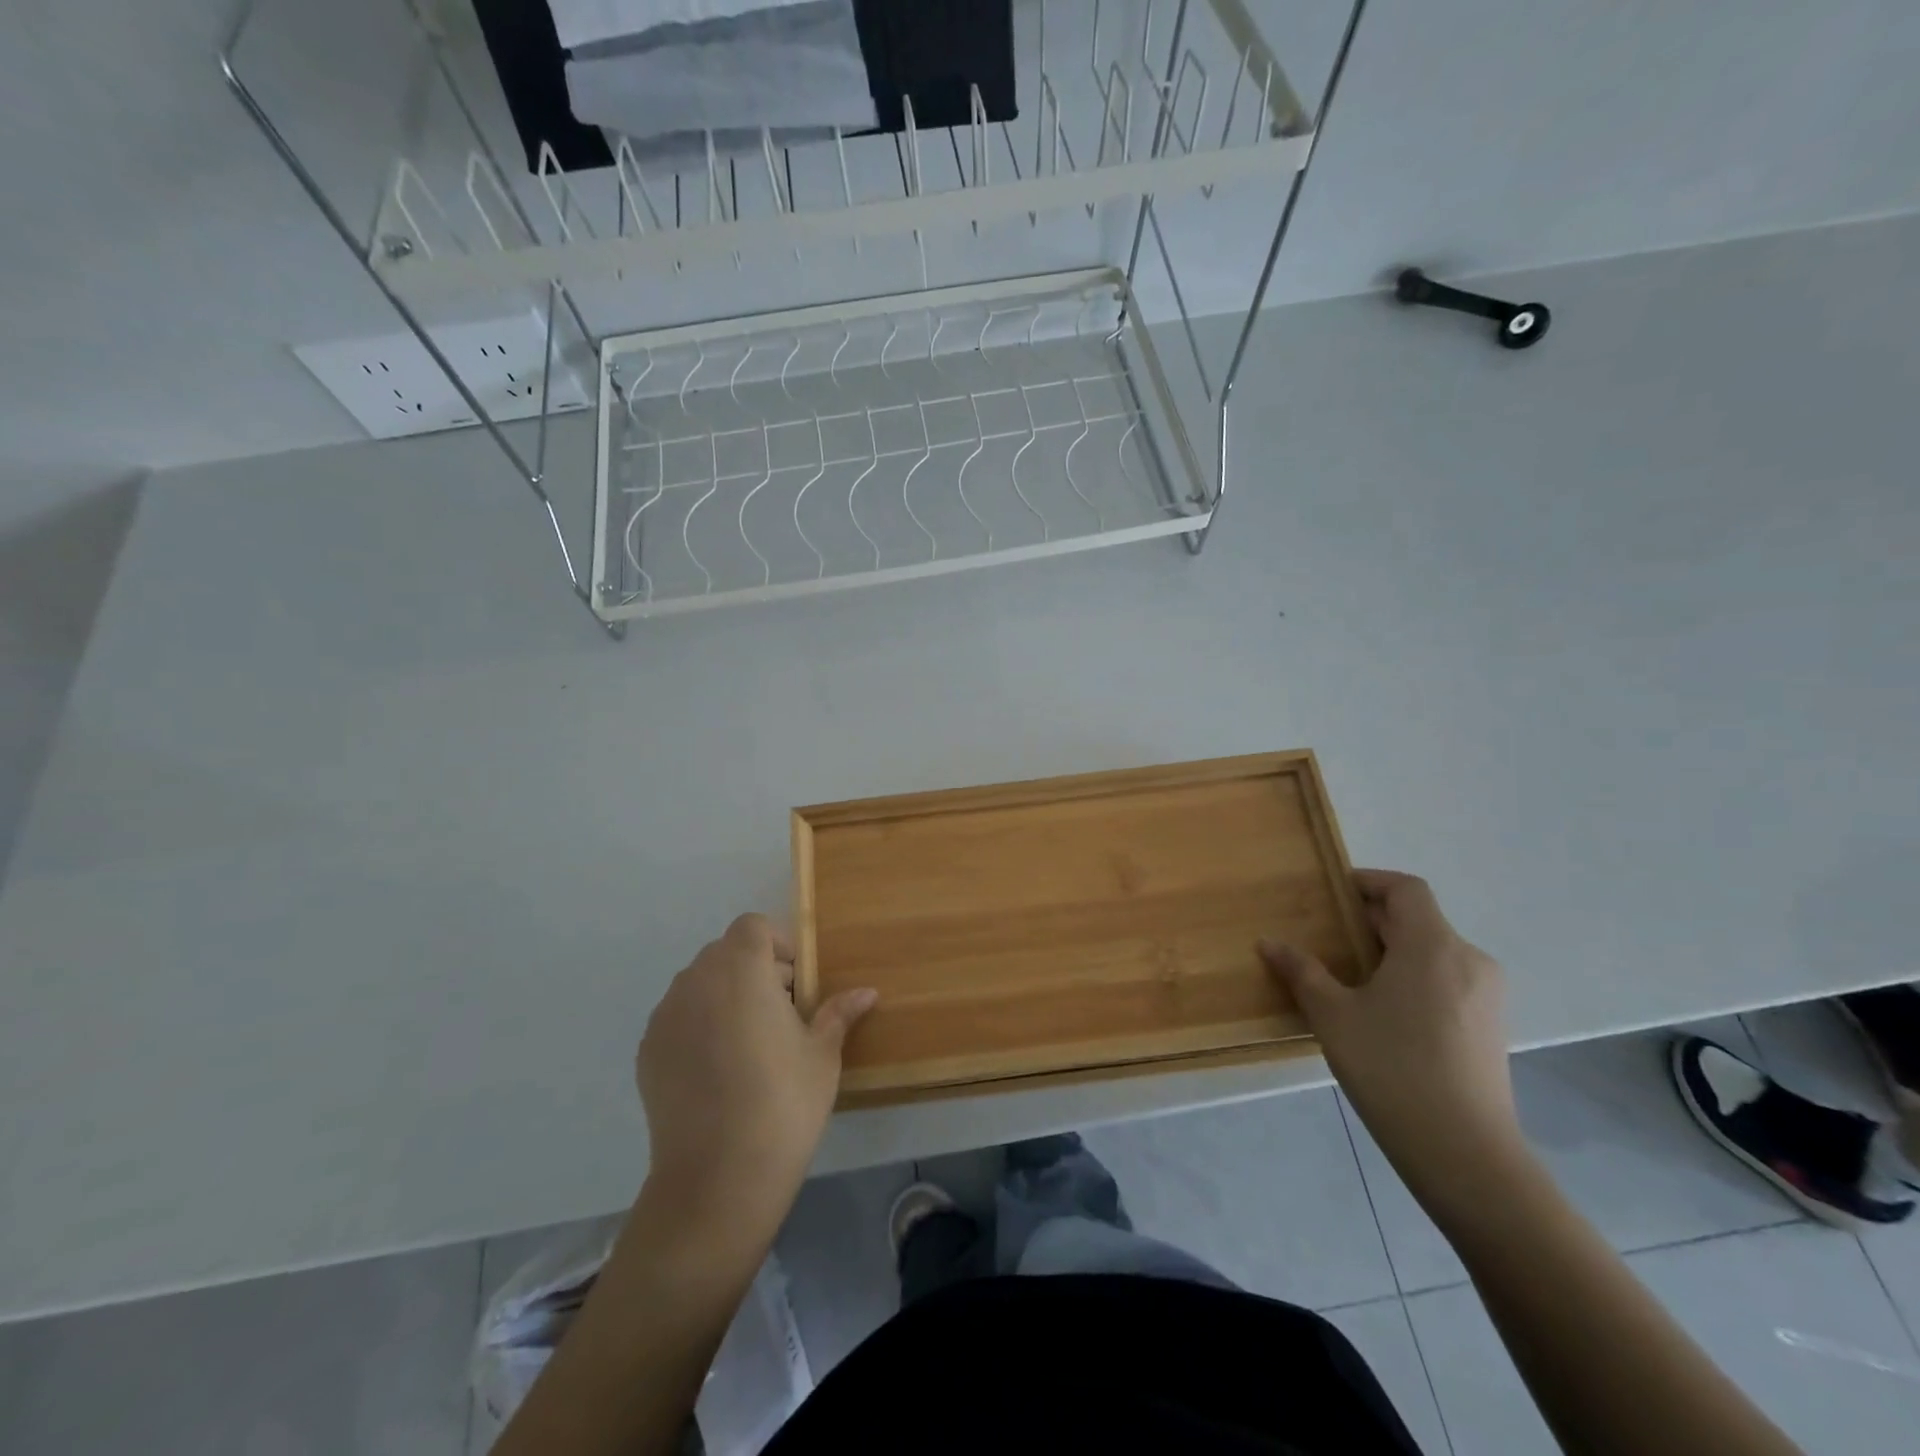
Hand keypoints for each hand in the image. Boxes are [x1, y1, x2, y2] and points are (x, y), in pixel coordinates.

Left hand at [636, 914, 876, 1242]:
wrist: (718, 1178)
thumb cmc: (783, 1102)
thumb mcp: (822, 1055)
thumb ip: (838, 1013)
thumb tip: (867, 992)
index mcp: (741, 969)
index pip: (752, 926)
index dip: (776, 945)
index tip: (795, 983)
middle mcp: (697, 981)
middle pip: (724, 953)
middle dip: (753, 970)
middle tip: (780, 1014)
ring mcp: (665, 1016)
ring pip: (698, 984)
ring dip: (725, 996)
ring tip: (748, 1044)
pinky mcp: (647, 1051)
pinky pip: (678, 1018)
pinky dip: (698, 1026)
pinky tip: (718, 1071)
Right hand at [1260, 870, 1528, 1217]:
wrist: (1465, 1153)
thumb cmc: (1392, 1068)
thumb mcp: (1333, 1015)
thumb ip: (1302, 971)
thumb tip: (1270, 942)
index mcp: (1433, 946)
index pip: (1406, 889)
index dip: (1369, 882)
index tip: (1332, 894)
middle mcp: (1468, 960)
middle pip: (1419, 919)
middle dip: (1371, 921)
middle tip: (1326, 935)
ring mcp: (1486, 996)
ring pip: (1433, 952)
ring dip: (1391, 951)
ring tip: (1348, 975)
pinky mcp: (1490, 1027)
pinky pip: (1446, 981)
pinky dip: (1412, 978)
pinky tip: (1382, 1011)